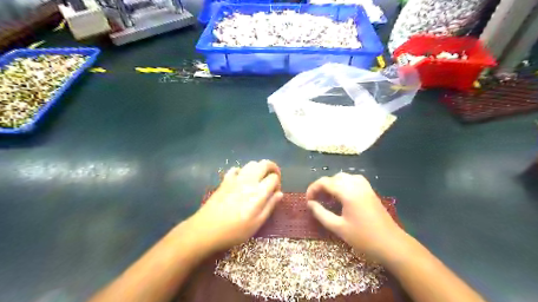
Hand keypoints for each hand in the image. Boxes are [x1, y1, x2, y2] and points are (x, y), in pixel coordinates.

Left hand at [188, 159, 283, 253]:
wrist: (205, 230)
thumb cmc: (234, 231)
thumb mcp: (256, 224)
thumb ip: (269, 206)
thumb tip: (280, 193)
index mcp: (258, 192)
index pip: (274, 177)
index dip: (278, 183)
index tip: (275, 193)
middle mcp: (248, 181)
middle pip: (264, 164)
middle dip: (272, 168)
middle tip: (273, 178)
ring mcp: (235, 179)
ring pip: (251, 163)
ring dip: (259, 168)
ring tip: (259, 180)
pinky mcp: (225, 181)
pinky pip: (236, 169)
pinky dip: (243, 171)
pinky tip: (242, 180)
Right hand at [306, 173, 403, 262]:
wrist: (391, 244)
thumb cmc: (363, 237)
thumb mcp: (338, 227)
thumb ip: (321, 213)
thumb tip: (310, 204)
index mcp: (347, 192)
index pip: (325, 182)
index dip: (313, 189)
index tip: (308, 200)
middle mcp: (356, 184)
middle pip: (334, 178)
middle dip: (322, 186)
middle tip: (316, 200)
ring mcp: (365, 186)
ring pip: (343, 177)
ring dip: (332, 184)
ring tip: (327, 197)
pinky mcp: (370, 191)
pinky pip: (353, 180)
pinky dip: (343, 184)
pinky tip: (342, 195)